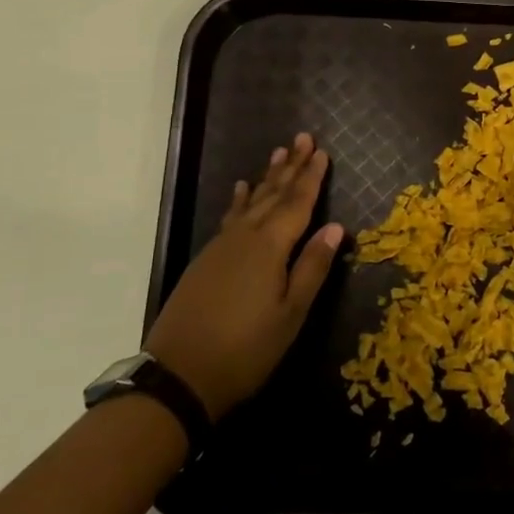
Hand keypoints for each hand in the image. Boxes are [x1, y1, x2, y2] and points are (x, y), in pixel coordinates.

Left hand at [146, 133, 342, 420]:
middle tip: (303, 138)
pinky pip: (231, 217)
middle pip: (273, 195)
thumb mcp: (291, 313)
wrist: (178, 376)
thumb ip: (312, 267)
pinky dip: (241, 200)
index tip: (322, 152)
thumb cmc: (246, 349)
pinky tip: (242, 190)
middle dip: (291, 167)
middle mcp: (244, 237)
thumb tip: (335, 227)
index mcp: (269, 247)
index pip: (297, 203)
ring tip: (279, 154)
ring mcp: (221, 247)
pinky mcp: (206, 260)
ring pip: (250, 202)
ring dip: (267, 178)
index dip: (311, 178)